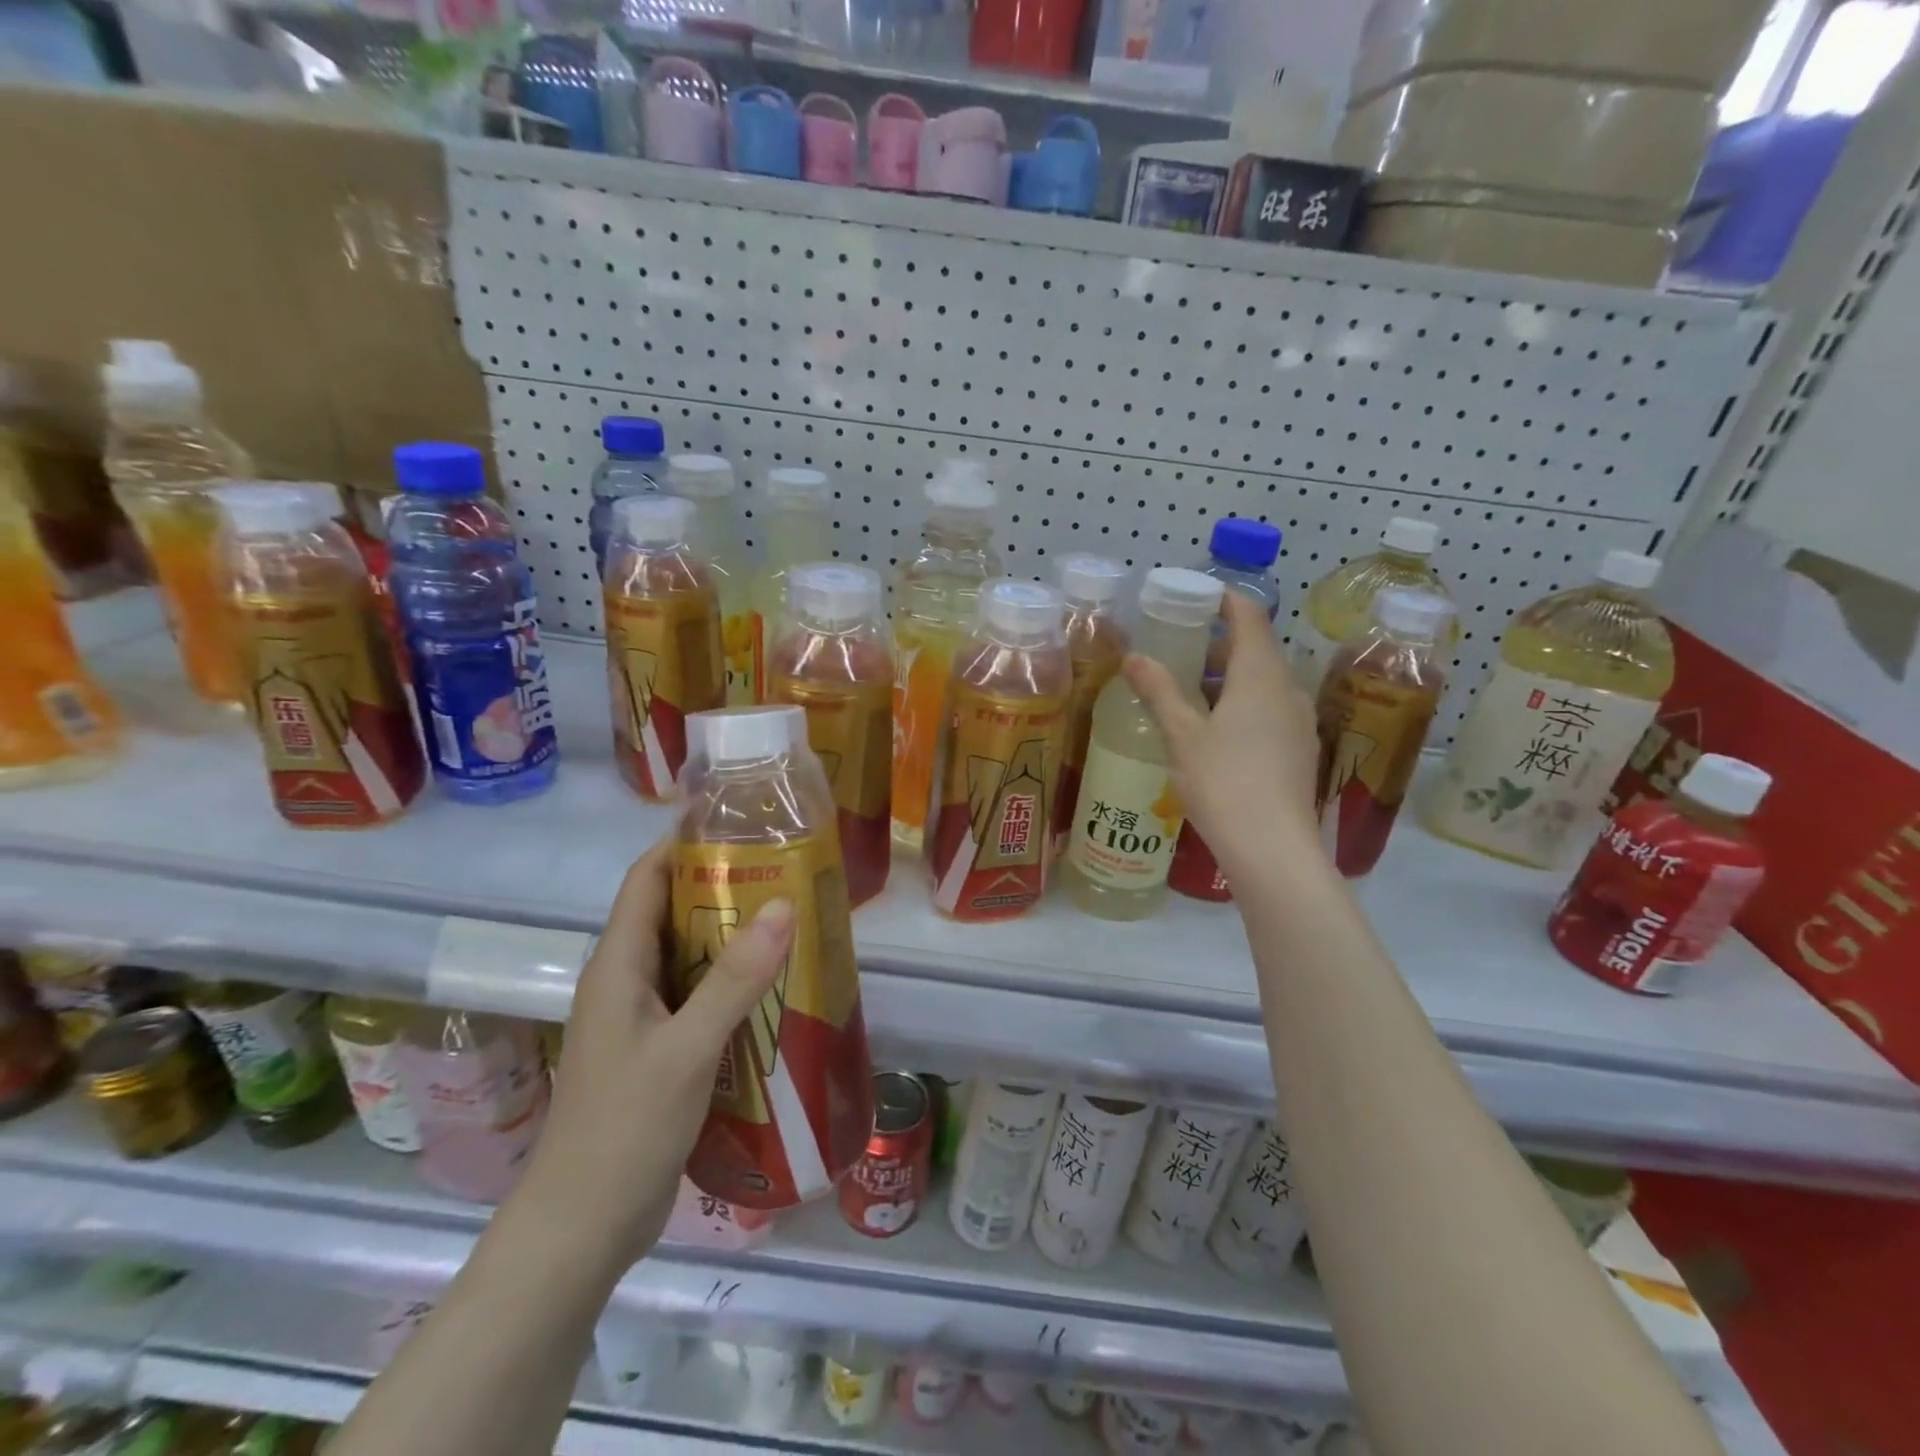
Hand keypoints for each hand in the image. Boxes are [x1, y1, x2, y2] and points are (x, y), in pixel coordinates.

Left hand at [514, 838, 794, 1276]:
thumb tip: (782, 904)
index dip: (684, 842)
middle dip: (723, 885)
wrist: (581, 1229)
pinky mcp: (659, 1049)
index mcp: (618, 965)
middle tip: (785, 868)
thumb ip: (734, 979)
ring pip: (689, 955)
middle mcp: (626, 980)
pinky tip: (774, 986)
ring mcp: (641, 1018)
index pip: (647, 879)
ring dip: (732, 934)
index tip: (739, 822)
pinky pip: (698, 995)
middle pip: (672, 911)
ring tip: (791, 917)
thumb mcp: (687, 1049)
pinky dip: (733, 980)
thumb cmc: (624, 1129)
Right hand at [1124, 590, 1321, 881]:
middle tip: (1178, 649)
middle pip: (1257, 650)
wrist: (1272, 848)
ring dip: (1229, 678)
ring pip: (1264, 683)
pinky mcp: (1300, 751)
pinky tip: (1215, 731)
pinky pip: (1270, 710)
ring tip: (1189, 692)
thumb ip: (1159, 691)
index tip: (1196, 596)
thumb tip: (1133, 657)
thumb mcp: (1182, 734)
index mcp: (1261, 675)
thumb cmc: (1223, 782)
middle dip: (1218, 644)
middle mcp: (1289, 690)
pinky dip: (1242, 705)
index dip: (1225, 600)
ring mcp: (1300, 722)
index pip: (1249, 617)